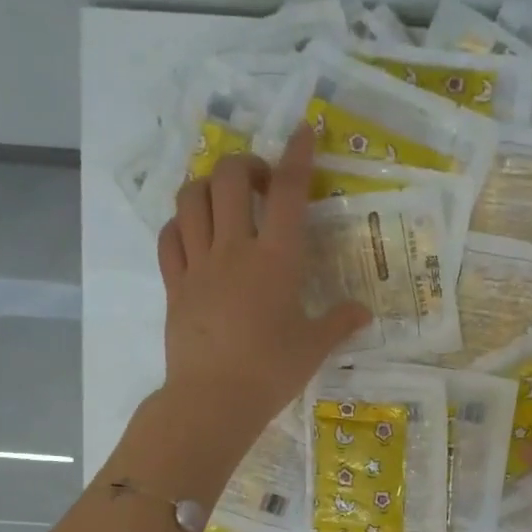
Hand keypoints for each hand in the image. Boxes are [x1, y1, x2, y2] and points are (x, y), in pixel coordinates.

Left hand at [154, 126, 368, 448]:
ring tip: (224, 200)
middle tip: (261, 183)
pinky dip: (181, 223)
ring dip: (207, 185)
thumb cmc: (271, 371)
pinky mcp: (174, 284)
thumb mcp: (314, 347)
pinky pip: (168, 237)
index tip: (303, 131)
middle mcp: (234, 249)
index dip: (296, 156)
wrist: (213, 401)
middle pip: (228, 178)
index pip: (287, 193)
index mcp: (276, 260)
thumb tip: (362, 312)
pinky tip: (194, 232)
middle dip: (245, 165)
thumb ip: (340, 323)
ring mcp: (198, 264)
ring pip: (190, 199)